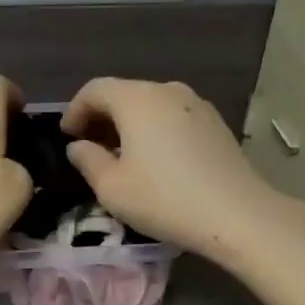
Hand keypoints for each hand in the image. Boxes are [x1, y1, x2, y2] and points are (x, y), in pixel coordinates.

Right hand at [62, 78, 299, 264]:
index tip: (67, 137)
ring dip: (129, 123)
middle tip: (89, 147)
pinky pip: (172, 116)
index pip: (94, 89)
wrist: (238, 214)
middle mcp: (166, 90)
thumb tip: (79, 146)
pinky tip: (155, 159)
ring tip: (121, 155)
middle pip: (123, 93)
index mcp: (136, 99)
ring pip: (150, 104)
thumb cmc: (165, 199)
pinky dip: (154, 128)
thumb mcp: (112, 188)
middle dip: (101, 117)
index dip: (74, 110)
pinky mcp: (215, 122)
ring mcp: (195, 103)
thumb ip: (87, 160)